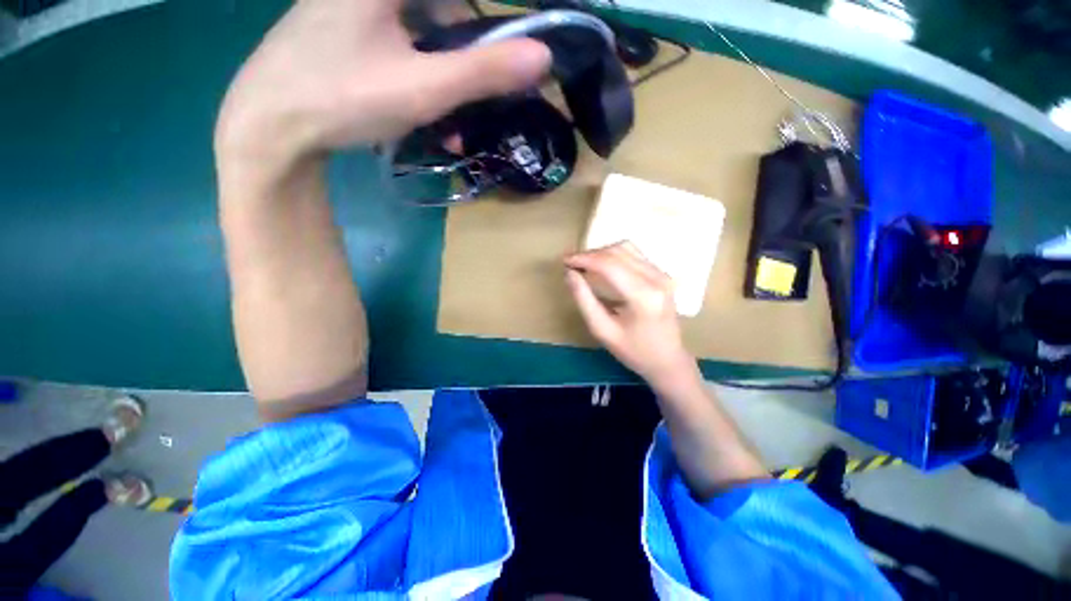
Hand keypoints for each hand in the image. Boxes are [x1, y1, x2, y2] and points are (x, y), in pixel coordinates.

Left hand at [215, 0, 550, 173]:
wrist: (270, 125)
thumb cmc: (343, 99)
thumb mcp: (423, 88)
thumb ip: (483, 71)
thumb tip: (543, 56)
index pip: (458, 1)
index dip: (492, 21)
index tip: (512, 53)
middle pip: (443, 10)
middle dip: (469, 53)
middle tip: (483, 95)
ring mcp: (356, 4)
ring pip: (423, 27)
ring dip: (446, 72)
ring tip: (453, 123)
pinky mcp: (348, 26)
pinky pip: (401, 39)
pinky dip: (420, 70)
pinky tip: (423, 105)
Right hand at [564, 243, 696, 385]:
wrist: (667, 360)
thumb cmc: (633, 351)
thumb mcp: (602, 330)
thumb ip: (584, 300)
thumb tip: (569, 273)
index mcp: (642, 296)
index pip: (609, 265)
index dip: (584, 259)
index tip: (564, 261)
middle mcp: (656, 278)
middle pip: (617, 252)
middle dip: (590, 254)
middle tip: (571, 262)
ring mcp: (662, 274)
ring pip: (626, 248)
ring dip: (602, 252)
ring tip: (584, 263)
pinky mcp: (662, 275)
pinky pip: (634, 255)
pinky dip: (614, 255)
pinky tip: (602, 266)